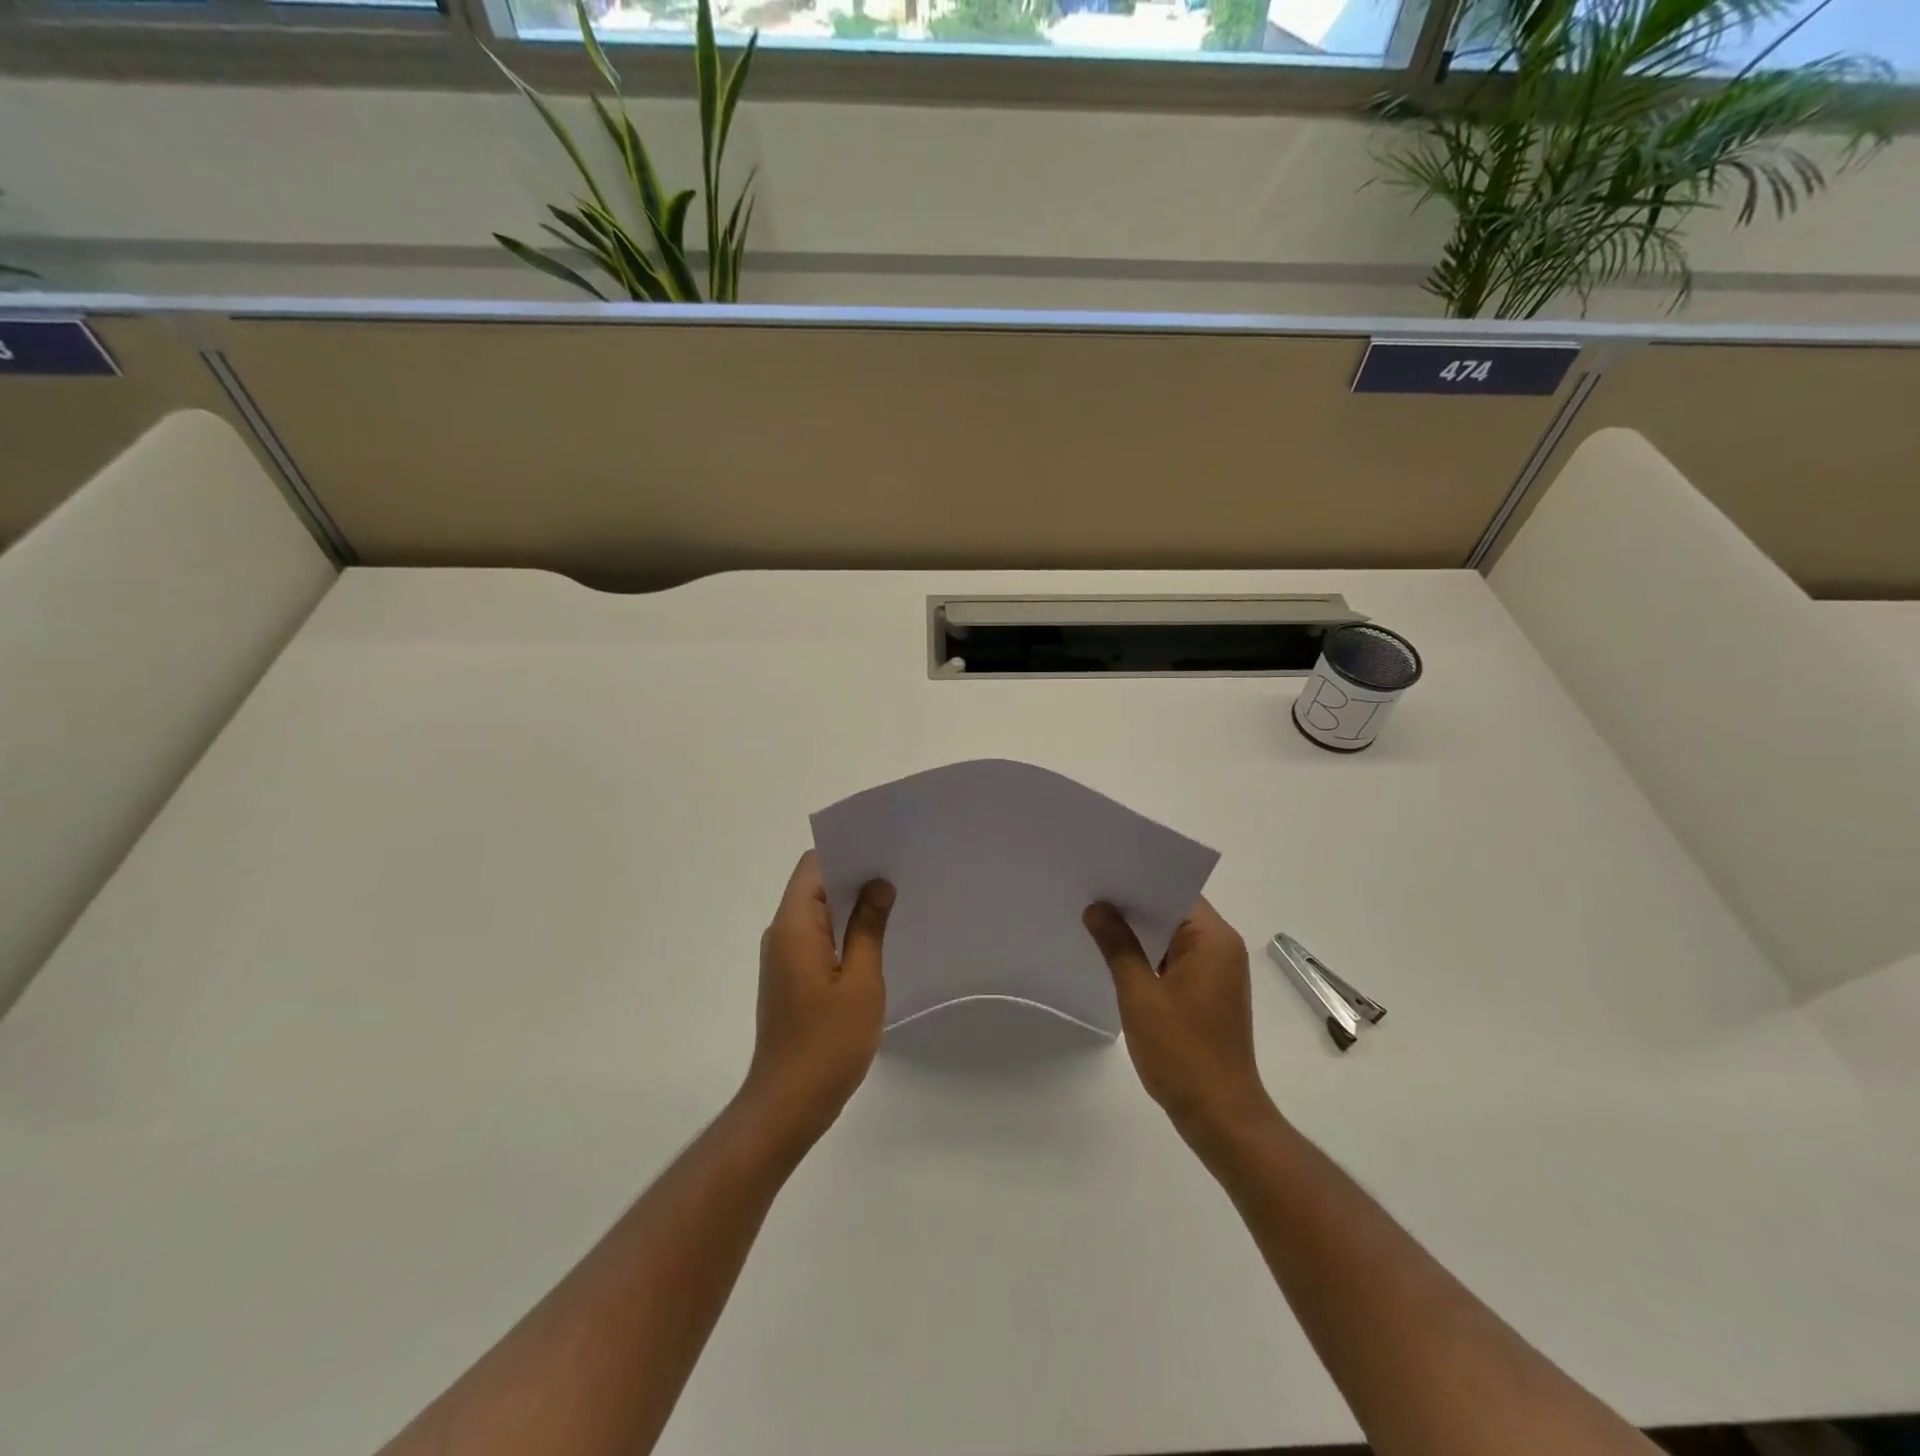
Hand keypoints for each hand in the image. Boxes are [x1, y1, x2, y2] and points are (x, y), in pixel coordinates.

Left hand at [740, 852, 893, 1153]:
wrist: (788, 1103)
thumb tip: (878, 884)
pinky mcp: (790, 976)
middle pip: (815, 885)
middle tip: (900, 872)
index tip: (884, 850)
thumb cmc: (828, 1042)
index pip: (814, 865)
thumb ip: (869, 927)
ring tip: (894, 900)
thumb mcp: (861, 981)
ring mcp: (784, 956)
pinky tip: (875, 938)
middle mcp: (782, 933)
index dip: (847, 851)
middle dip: (854, 875)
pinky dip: (843, 930)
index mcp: (794, 926)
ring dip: (851, 904)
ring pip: (818, 912)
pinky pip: (817, 936)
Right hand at [1083, 897, 1275, 1141]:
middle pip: (1174, 911)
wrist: (1220, 1116)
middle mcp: (1222, 948)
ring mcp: (1217, 972)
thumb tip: (1097, 907)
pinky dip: (1149, 955)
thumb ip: (1117, 945)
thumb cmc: (1181, 1052)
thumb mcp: (1140, 994)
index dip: (1138, 881)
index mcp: (1213, 940)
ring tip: (1094, 919)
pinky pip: (1175, 959)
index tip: (1101, 873)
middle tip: (1089, 892)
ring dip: (1139, 932)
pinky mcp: (1208, 993)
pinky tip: (1115, 956)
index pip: (1175, 891)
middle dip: (1133, 905)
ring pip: (1172, 936)